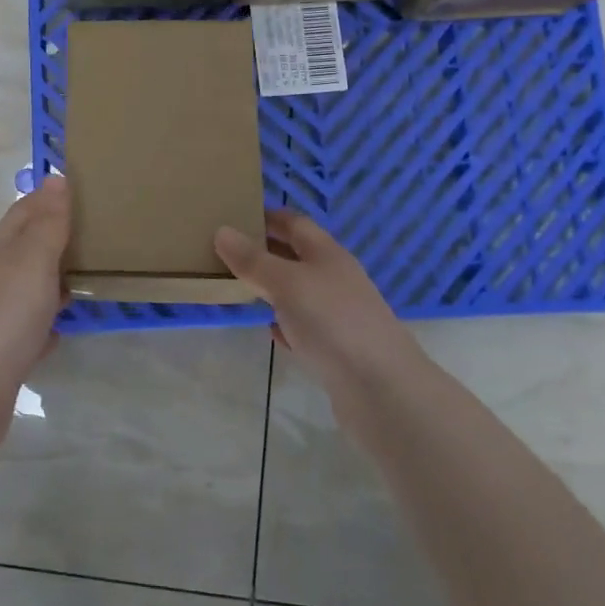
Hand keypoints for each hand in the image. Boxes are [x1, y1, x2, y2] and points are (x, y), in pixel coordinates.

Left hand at [0, 176, 70, 457]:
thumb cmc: (6, 313)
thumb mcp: (32, 259)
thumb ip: (47, 223)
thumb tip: (56, 178)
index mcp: (3, 251)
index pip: (23, 212)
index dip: (45, 197)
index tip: (76, 185)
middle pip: (26, 247)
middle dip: (54, 234)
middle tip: (95, 228)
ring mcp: (1, 315)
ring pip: (31, 286)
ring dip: (55, 276)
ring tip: (91, 271)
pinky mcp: (8, 352)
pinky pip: (34, 327)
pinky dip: (51, 320)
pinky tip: (68, 324)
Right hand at [215, 210, 426, 395]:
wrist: (382, 390)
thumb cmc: (332, 321)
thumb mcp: (285, 283)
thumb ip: (253, 260)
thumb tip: (222, 231)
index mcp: (327, 253)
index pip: (294, 223)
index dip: (266, 216)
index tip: (235, 216)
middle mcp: (335, 278)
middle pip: (296, 256)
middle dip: (264, 251)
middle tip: (225, 252)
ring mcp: (339, 314)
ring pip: (299, 292)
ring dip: (271, 288)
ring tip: (238, 287)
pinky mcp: (338, 348)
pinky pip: (305, 327)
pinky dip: (286, 324)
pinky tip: (270, 331)